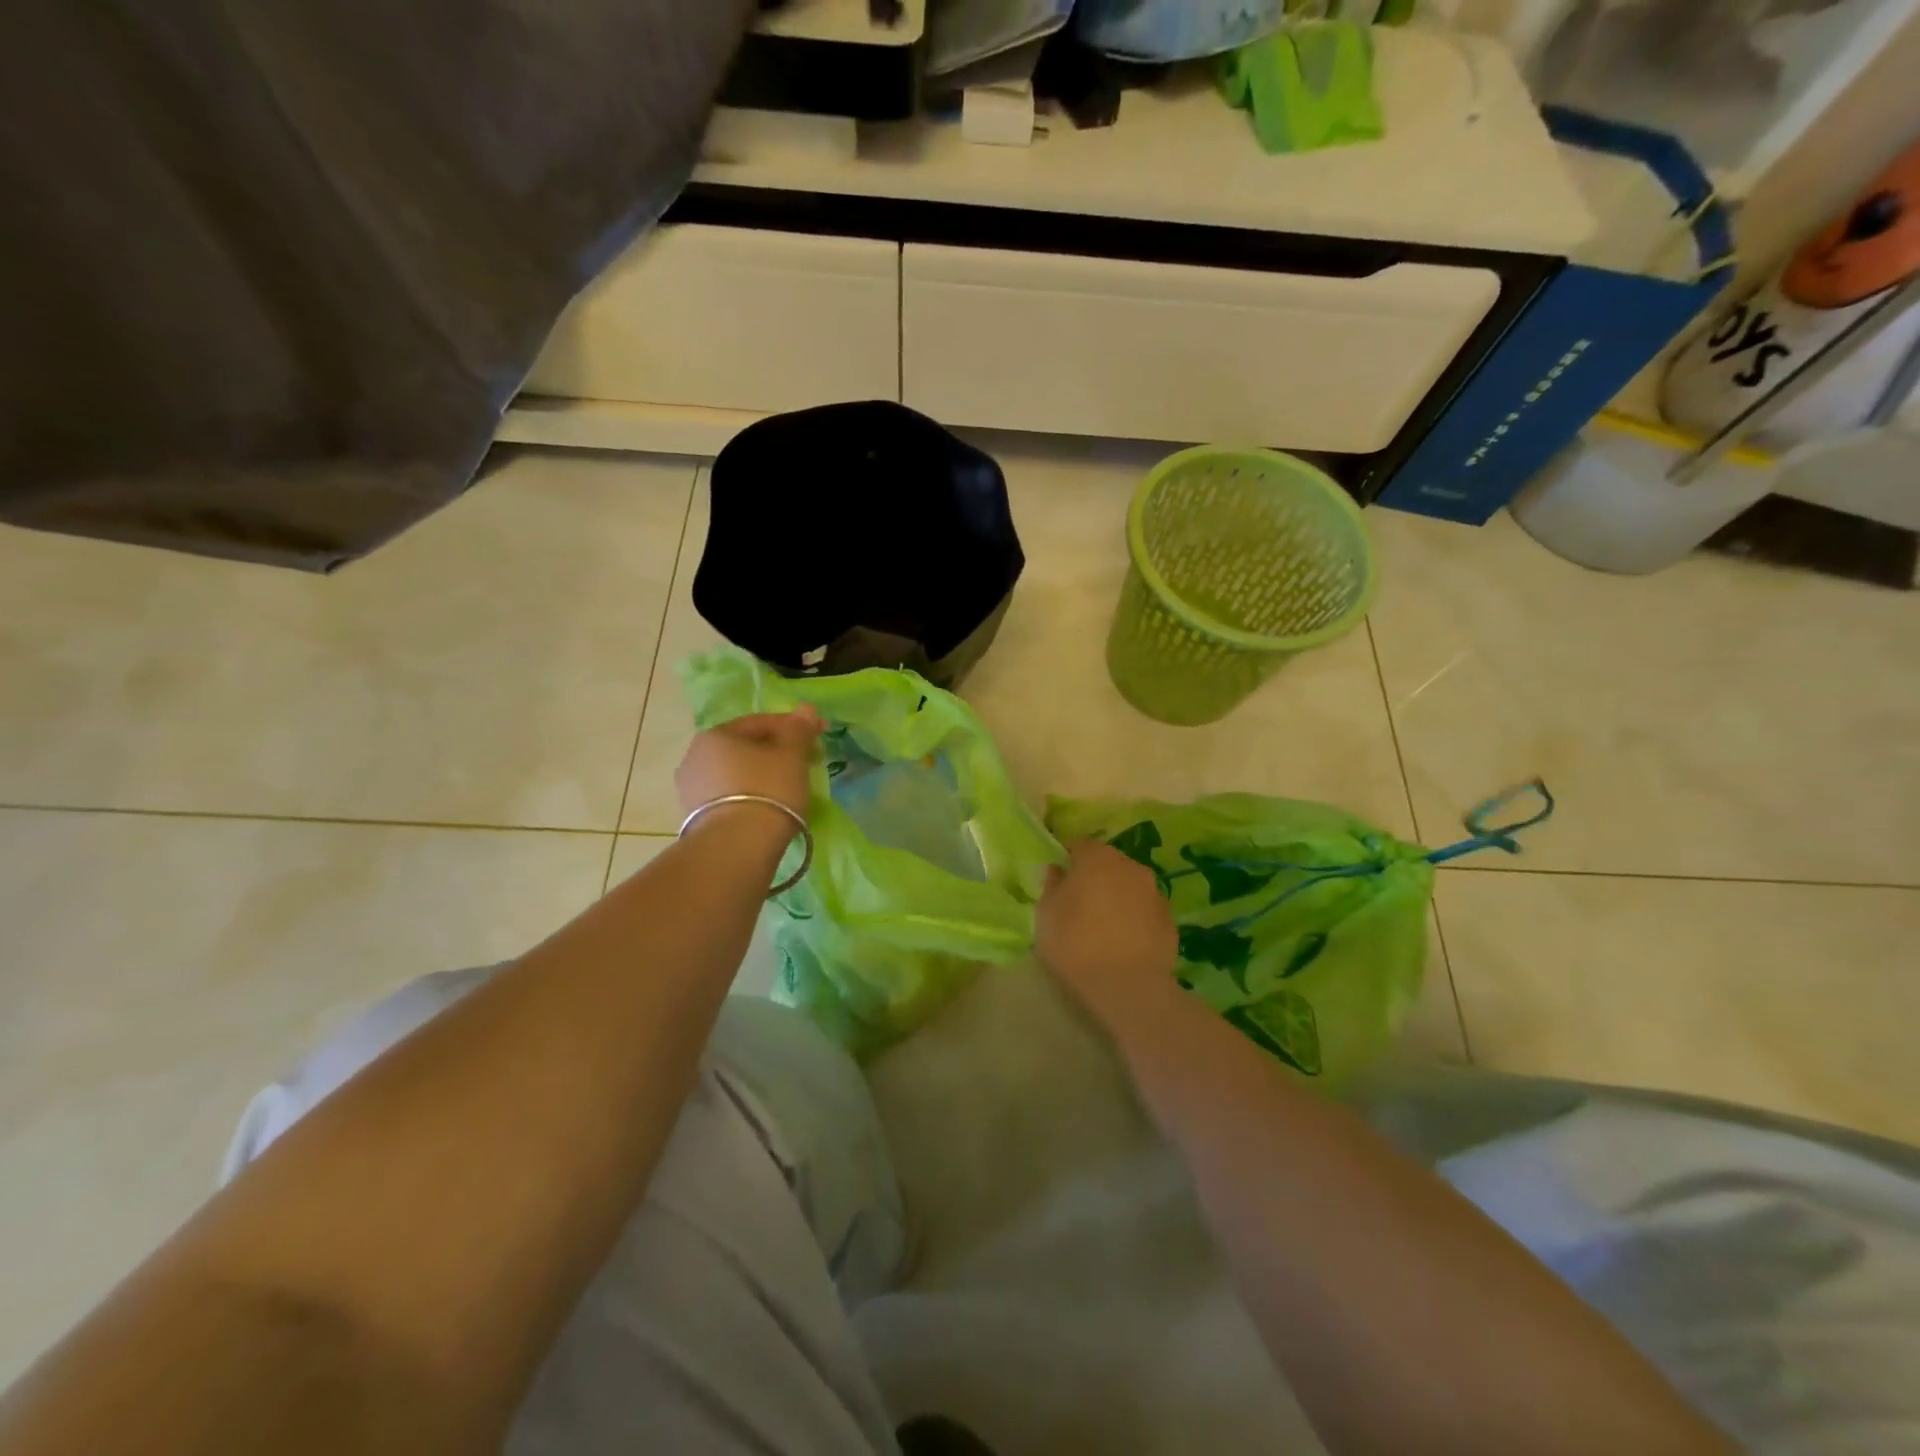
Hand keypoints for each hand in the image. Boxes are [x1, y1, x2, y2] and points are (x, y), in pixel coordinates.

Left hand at [675, 707, 823, 822]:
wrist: (737, 847)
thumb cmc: (768, 790)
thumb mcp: (791, 755)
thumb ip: (798, 729)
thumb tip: (805, 708)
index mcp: (716, 735)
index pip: (760, 722)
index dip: (793, 727)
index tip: (818, 736)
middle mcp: (695, 757)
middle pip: (746, 748)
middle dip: (777, 751)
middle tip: (807, 762)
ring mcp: (691, 790)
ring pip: (737, 773)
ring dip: (763, 775)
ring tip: (790, 788)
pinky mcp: (696, 819)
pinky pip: (730, 797)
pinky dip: (751, 796)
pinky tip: (770, 807)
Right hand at [1035, 840, 1181, 1040]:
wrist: (1129, 988)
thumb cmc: (1076, 945)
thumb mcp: (1046, 914)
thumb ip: (1051, 885)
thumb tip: (1057, 870)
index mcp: (1098, 858)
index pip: (1078, 845)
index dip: (1067, 861)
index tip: (1058, 883)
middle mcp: (1131, 866)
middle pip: (1107, 863)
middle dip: (1094, 877)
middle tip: (1079, 906)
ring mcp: (1155, 892)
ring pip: (1129, 886)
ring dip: (1117, 897)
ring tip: (1103, 927)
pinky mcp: (1170, 920)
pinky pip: (1145, 911)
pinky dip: (1134, 919)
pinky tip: (1124, 943)